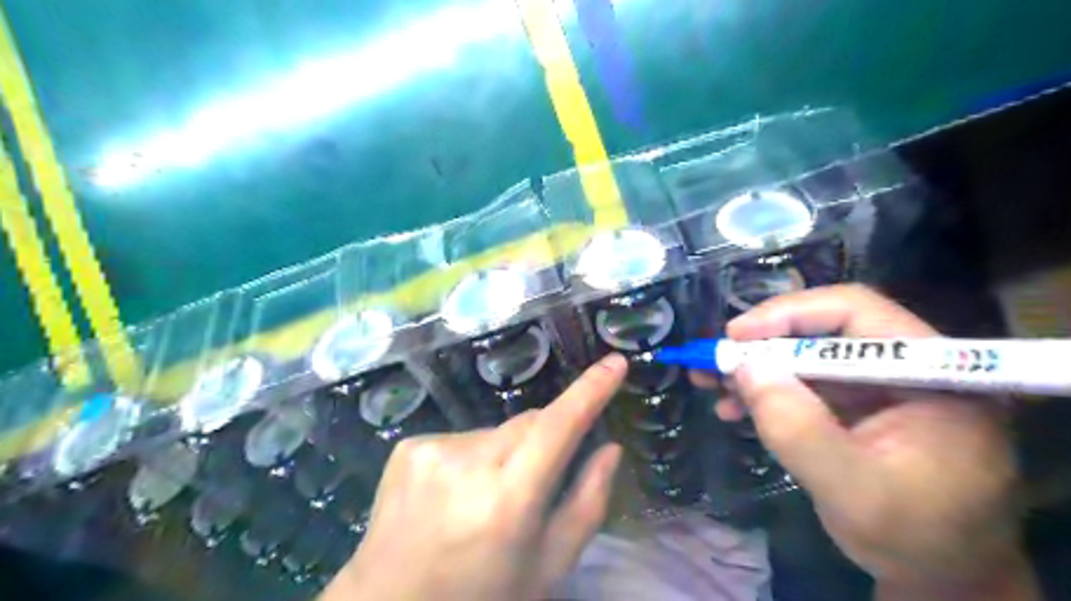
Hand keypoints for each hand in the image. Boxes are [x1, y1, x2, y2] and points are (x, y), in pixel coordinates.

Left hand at [324, 354, 629, 598]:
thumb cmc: (484, 593)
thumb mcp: (549, 564)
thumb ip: (588, 502)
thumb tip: (611, 448)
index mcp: (508, 502)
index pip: (557, 428)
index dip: (589, 391)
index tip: (615, 362)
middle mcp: (468, 465)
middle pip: (529, 423)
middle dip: (545, 439)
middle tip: (533, 482)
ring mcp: (433, 450)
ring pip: (497, 430)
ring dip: (504, 453)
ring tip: (484, 497)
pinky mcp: (410, 446)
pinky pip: (463, 437)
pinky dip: (472, 457)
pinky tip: (454, 492)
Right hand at [696, 284, 1037, 597]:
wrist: (940, 574)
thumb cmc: (915, 539)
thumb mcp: (853, 490)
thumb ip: (799, 429)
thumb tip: (744, 367)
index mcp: (932, 374)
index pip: (856, 312)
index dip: (790, 314)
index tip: (736, 336)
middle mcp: (906, 366)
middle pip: (823, 330)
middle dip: (762, 345)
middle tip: (714, 360)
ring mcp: (878, 385)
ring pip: (805, 355)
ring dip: (755, 368)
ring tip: (712, 384)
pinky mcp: (856, 404)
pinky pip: (802, 383)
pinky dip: (765, 392)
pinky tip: (733, 408)